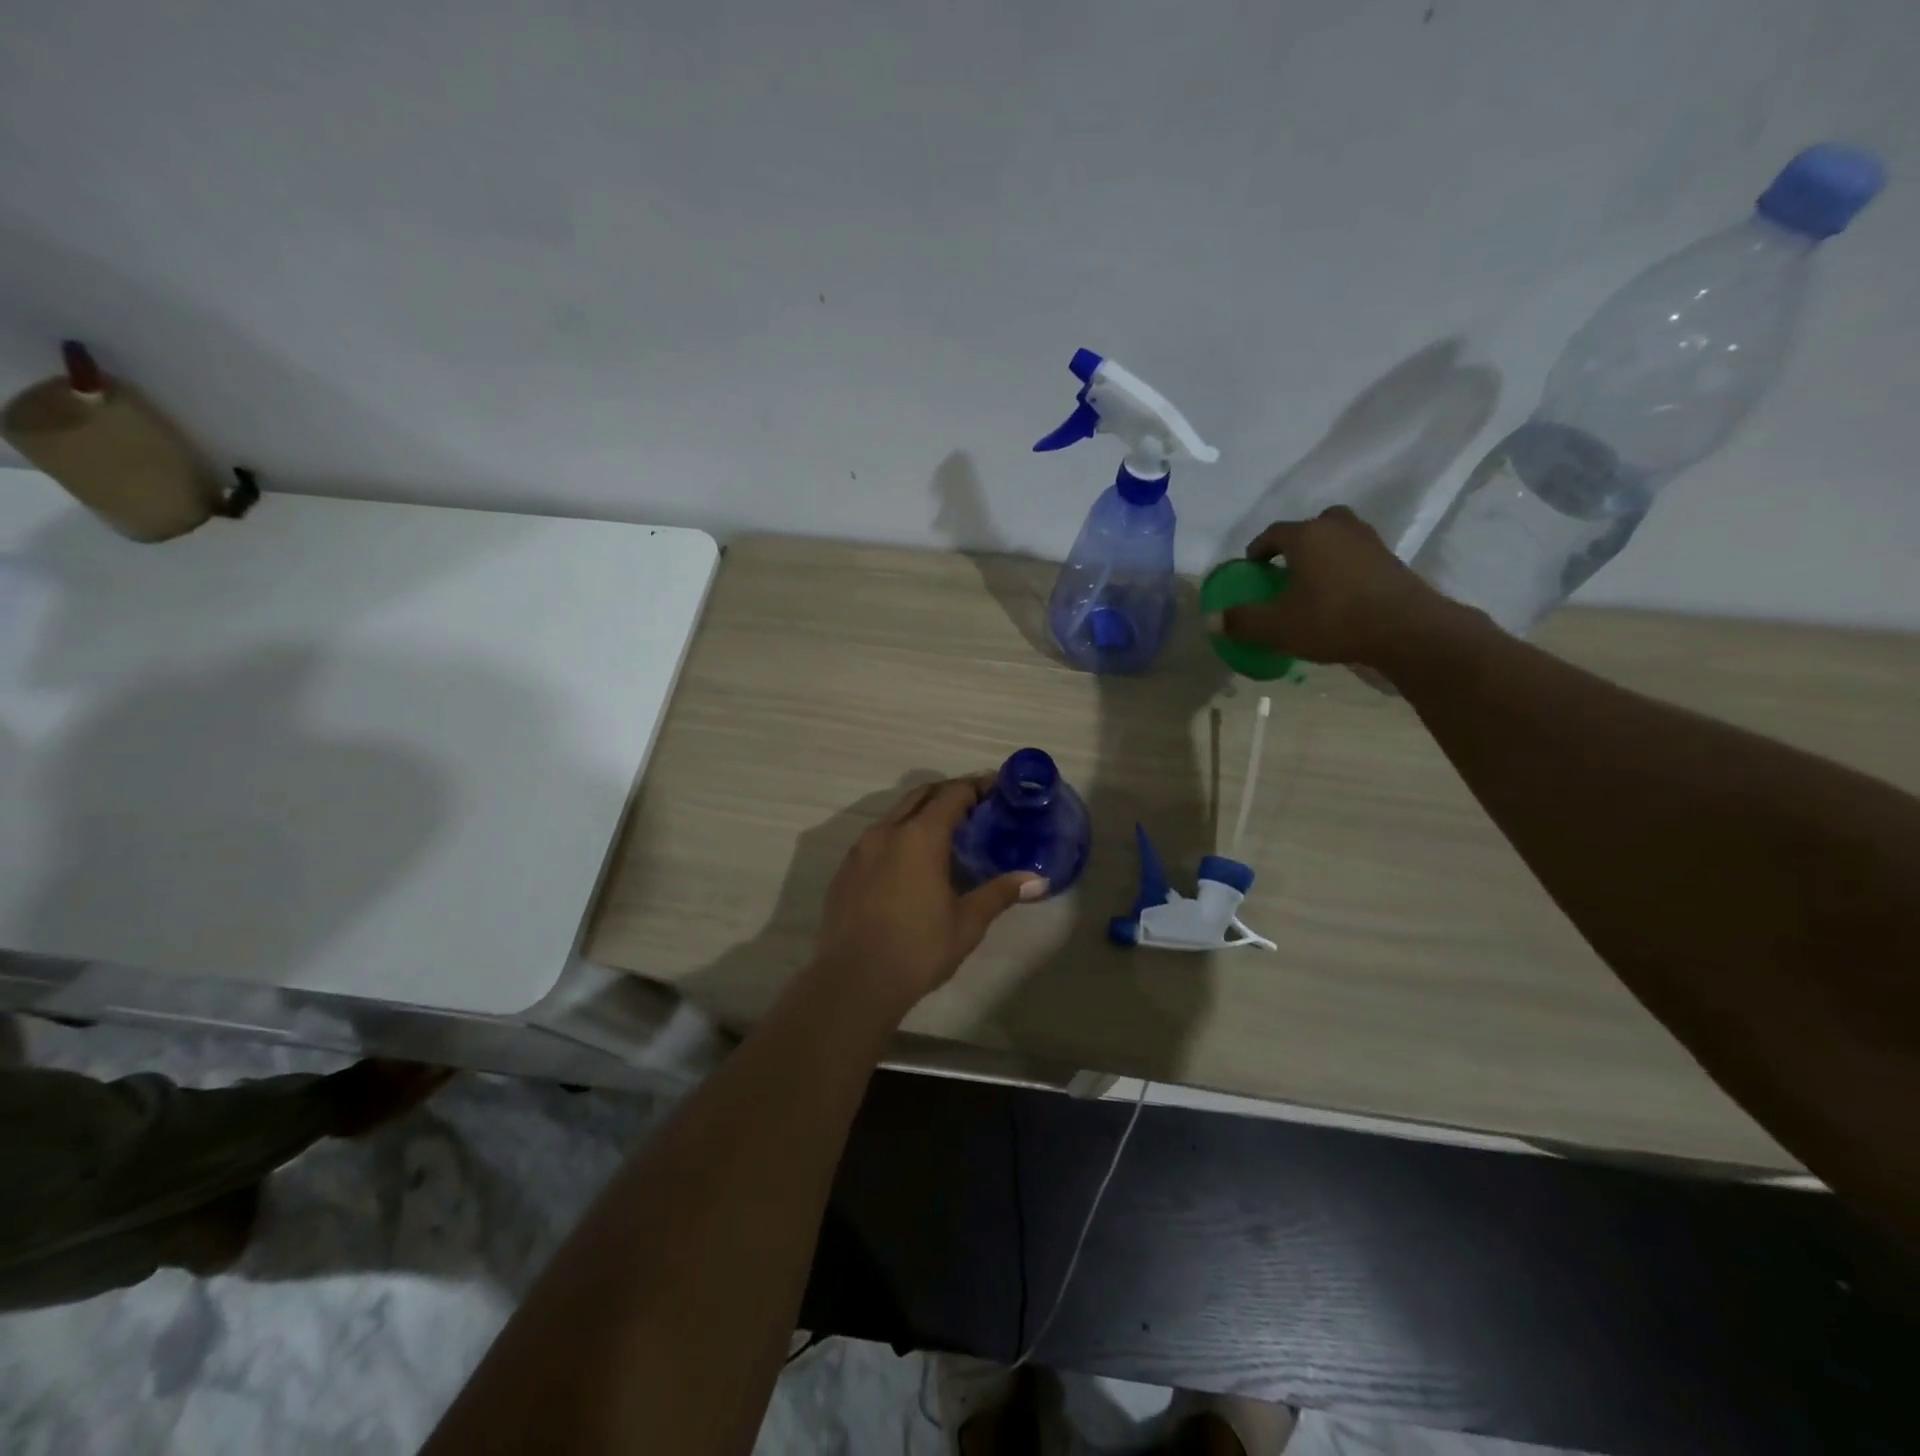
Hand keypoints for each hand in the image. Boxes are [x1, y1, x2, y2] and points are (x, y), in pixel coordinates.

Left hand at [812, 776, 1044, 1016]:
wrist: (855, 981)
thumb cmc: (918, 948)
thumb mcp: (967, 922)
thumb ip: (999, 893)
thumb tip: (1036, 880)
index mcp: (920, 836)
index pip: (952, 794)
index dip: (976, 786)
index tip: (996, 786)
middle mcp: (887, 831)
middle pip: (921, 795)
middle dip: (948, 792)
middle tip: (975, 804)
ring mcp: (860, 849)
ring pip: (895, 814)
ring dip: (921, 813)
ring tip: (945, 832)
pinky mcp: (845, 870)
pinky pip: (876, 838)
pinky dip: (899, 835)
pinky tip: (910, 862)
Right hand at [1215, 507, 1453, 667]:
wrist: (1404, 629)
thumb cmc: (1332, 620)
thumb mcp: (1277, 627)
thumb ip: (1242, 621)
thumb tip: (1211, 619)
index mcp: (1306, 536)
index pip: (1273, 533)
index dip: (1258, 550)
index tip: (1252, 568)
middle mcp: (1337, 528)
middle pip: (1311, 526)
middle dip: (1296, 543)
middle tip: (1286, 568)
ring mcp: (1369, 540)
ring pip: (1339, 537)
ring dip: (1324, 552)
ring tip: (1313, 580)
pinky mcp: (1391, 560)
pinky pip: (1358, 555)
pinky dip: (1345, 566)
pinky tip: (1340, 593)